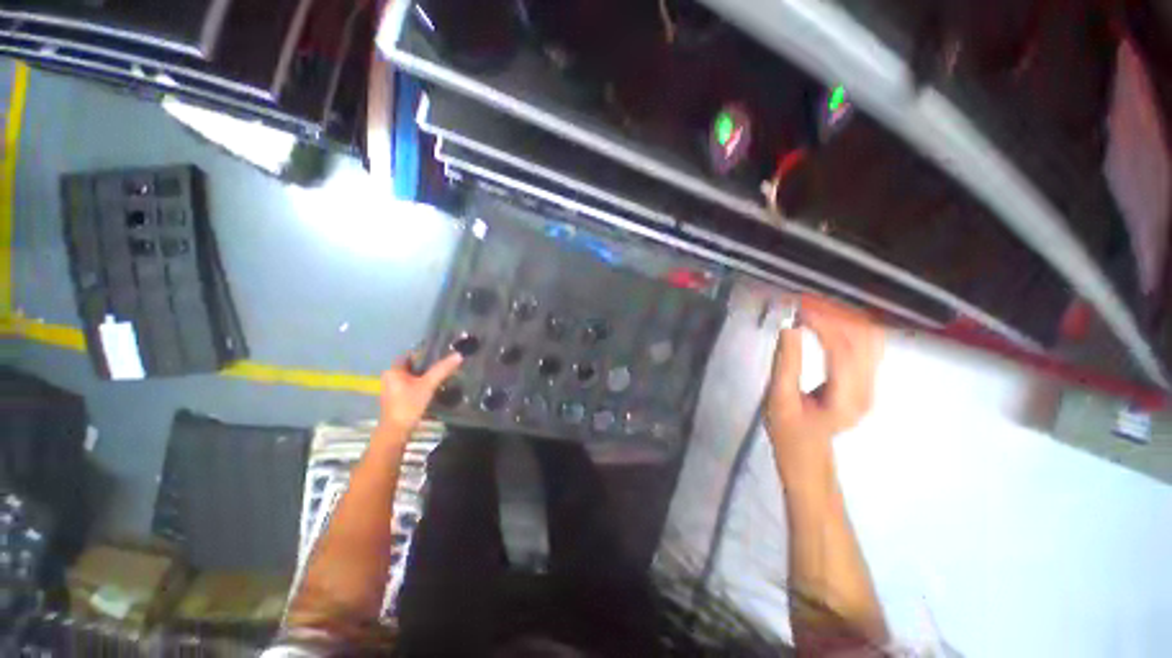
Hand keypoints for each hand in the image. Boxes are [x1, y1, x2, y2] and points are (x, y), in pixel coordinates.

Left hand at [379, 351, 462, 435]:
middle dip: (427, 365)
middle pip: (412, 365)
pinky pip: (411, 385)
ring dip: (425, 375)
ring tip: (442, 374)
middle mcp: (390, 377)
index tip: (441, 352)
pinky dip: (421, 384)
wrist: (397, 431)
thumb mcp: (428, 385)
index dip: (425, 352)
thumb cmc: (409, 405)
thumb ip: (442, 370)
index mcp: (393, 370)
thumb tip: (458, 355)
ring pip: (412, 376)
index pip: (410, 354)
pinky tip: (433, 386)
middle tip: (444, 364)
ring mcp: (393, 388)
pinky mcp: (397, 398)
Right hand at [765, 295, 882, 487]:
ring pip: (870, 337)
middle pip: (864, 338)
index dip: (823, 323)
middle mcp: (867, 388)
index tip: (798, 308)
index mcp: (846, 398)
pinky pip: (866, 343)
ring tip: (813, 306)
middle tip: (803, 302)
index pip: (843, 349)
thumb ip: (786, 363)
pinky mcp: (866, 379)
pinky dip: (849, 326)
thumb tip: (789, 327)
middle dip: (834, 314)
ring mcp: (871, 383)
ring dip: (843, 317)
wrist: (807, 452)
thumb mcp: (779, 399)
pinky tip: (829, 319)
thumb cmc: (788, 430)